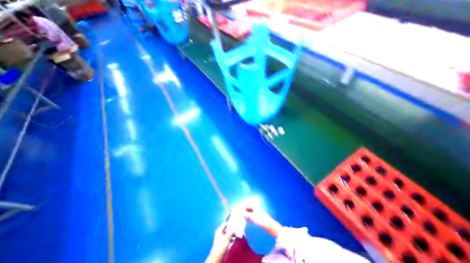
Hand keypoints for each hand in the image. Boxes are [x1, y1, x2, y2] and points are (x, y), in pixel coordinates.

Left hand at [206, 223, 234, 262]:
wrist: (217, 256)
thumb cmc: (221, 245)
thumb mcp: (227, 237)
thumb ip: (231, 231)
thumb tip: (235, 228)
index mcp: (219, 230)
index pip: (225, 223)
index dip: (230, 222)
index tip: (235, 222)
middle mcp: (219, 233)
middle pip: (227, 229)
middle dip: (232, 229)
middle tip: (237, 228)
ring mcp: (221, 238)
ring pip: (227, 234)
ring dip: (232, 234)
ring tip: (237, 234)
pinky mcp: (222, 243)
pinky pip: (227, 239)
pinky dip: (231, 238)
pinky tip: (234, 239)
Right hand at [240, 200, 279, 238]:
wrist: (269, 225)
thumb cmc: (261, 220)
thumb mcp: (252, 217)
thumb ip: (246, 214)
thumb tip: (240, 212)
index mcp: (254, 205)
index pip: (246, 204)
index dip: (241, 207)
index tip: (237, 209)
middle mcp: (255, 207)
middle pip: (247, 208)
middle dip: (243, 210)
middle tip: (238, 213)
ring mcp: (256, 212)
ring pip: (249, 212)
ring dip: (245, 214)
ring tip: (241, 217)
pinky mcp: (257, 216)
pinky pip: (251, 215)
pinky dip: (248, 217)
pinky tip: (246, 220)